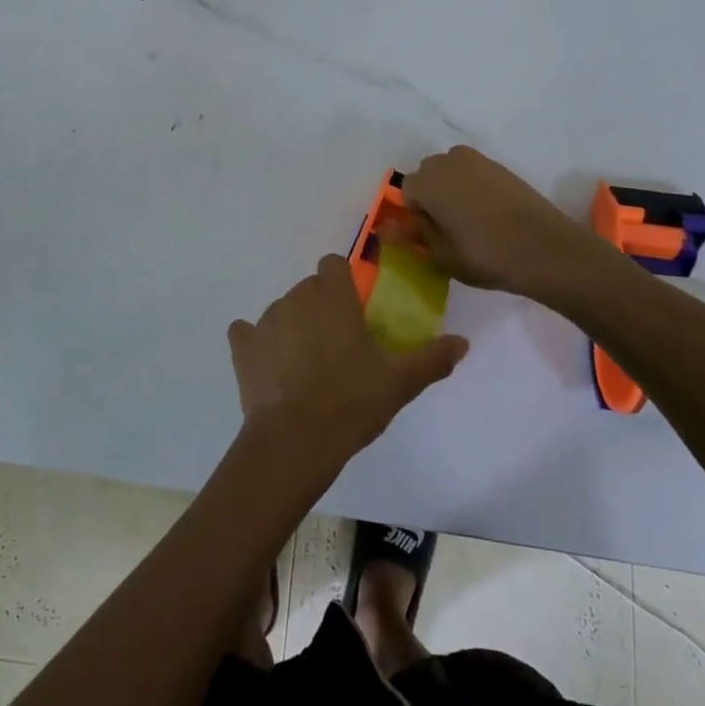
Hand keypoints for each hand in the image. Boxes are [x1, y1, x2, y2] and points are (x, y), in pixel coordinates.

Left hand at [228, 255, 467, 476]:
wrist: (294, 441)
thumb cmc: (351, 402)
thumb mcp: (400, 382)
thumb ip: (432, 358)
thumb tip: (463, 342)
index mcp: (333, 298)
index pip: (333, 264)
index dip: (343, 282)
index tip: (354, 310)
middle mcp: (296, 298)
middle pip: (309, 288)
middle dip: (321, 306)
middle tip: (339, 345)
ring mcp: (264, 322)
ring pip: (282, 309)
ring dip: (294, 325)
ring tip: (308, 365)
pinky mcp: (242, 349)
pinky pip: (246, 333)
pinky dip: (256, 343)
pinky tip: (270, 366)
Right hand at [401, 145, 598, 300]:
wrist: (546, 249)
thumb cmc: (485, 255)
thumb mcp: (441, 255)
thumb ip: (411, 236)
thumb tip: (384, 228)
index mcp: (427, 180)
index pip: (406, 192)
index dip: (417, 216)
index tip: (433, 238)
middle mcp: (449, 161)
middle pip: (428, 177)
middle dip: (433, 199)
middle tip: (451, 232)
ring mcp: (478, 160)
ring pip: (452, 174)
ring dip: (454, 192)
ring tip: (472, 224)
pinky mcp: (502, 167)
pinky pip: (475, 175)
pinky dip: (475, 191)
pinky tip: (491, 217)